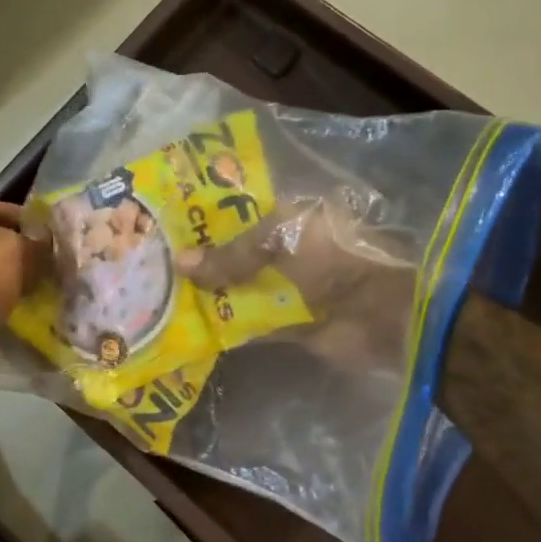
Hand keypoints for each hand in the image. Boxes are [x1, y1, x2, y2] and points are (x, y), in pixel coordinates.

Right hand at [177, 196, 416, 365]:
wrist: (384, 310)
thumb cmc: (335, 257)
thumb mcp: (281, 240)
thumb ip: (232, 254)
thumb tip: (180, 262)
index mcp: (290, 216)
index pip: (239, 213)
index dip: (207, 220)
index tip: (166, 226)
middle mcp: (287, 250)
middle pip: (237, 255)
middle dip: (203, 261)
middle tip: (155, 264)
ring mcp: (289, 289)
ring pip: (241, 289)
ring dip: (211, 295)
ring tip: (162, 296)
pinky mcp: (290, 324)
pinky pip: (252, 323)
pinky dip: (227, 326)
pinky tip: (192, 328)